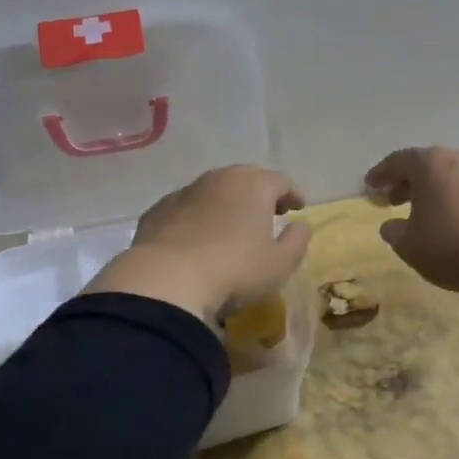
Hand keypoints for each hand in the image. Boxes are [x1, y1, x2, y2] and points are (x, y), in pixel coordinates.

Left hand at [84, 165, 310, 323]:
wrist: (167, 279)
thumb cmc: (234, 270)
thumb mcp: (280, 264)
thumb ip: (297, 241)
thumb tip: (300, 225)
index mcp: (253, 185)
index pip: (280, 181)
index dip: (292, 193)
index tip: (298, 207)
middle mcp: (219, 179)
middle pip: (245, 178)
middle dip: (260, 193)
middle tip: (269, 212)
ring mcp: (185, 192)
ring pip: (213, 190)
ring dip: (226, 203)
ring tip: (232, 225)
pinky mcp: (158, 210)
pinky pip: (186, 208)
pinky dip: (197, 217)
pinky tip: (197, 237)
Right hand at [365, 146, 458, 301]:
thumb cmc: (451, 247)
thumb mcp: (409, 245)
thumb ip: (394, 232)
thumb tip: (391, 225)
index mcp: (430, 163)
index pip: (398, 161)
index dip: (380, 174)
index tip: (369, 187)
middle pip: (426, 164)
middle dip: (406, 181)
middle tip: (391, 200)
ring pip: (450, 175)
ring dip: (432, 190)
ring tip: (421, 212)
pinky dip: (454, 198)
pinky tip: (450, 220)